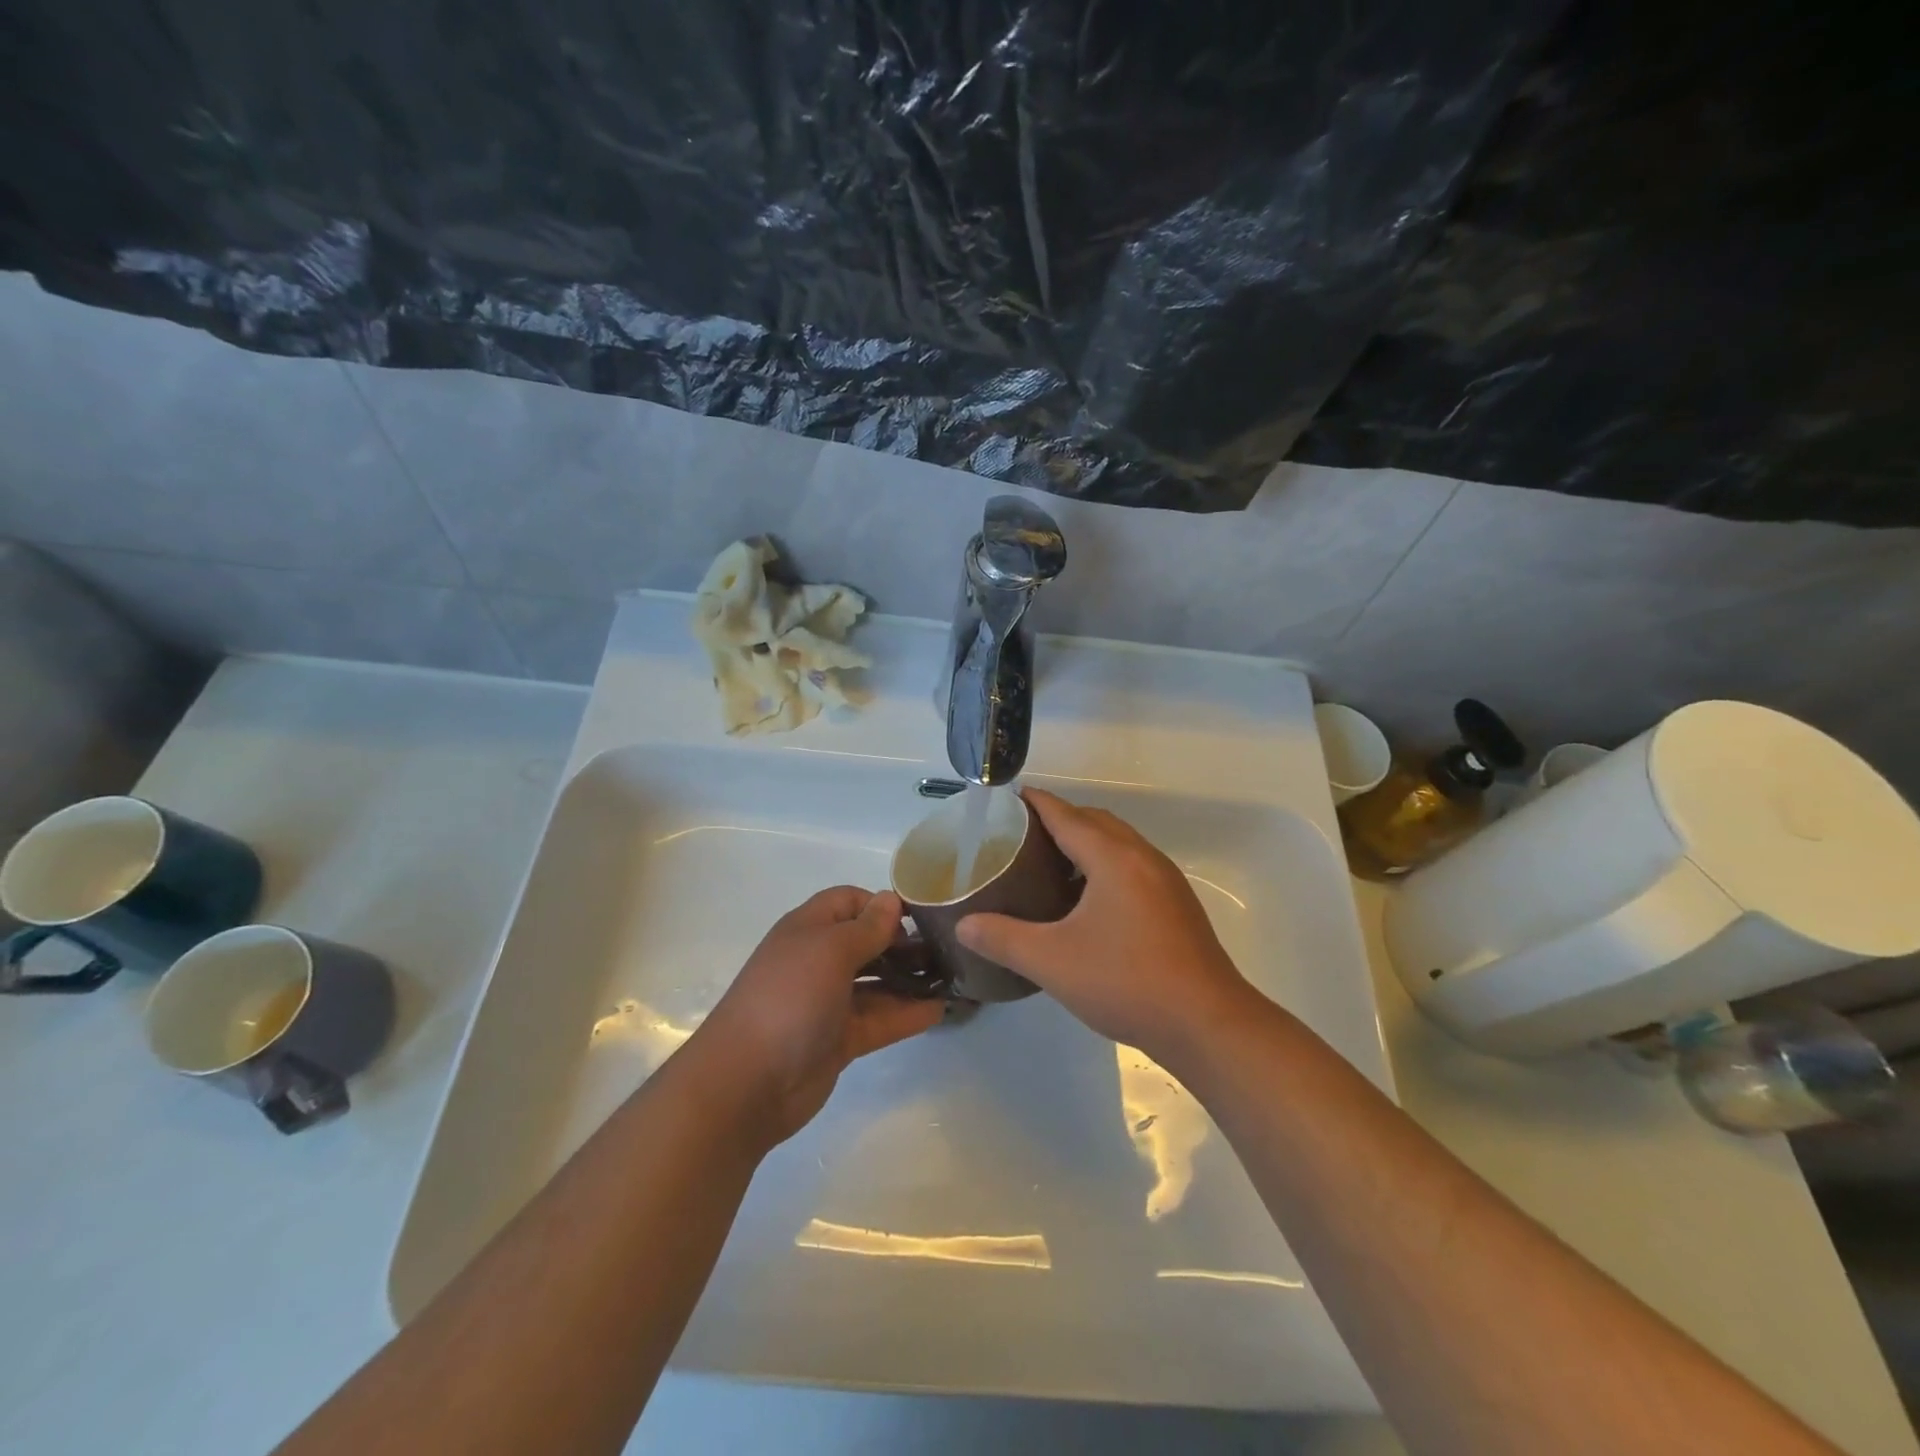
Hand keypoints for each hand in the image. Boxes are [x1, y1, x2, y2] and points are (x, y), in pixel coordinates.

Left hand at [689, 887, 944, 1146]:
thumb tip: (892, 899)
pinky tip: (939, 1010)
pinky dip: (906, 1013)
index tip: (919, 918)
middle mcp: (819, 960)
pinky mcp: (839, 1039)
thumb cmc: (789, 998)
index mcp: (809, 929)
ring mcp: (829, 1002)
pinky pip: (879, 1019)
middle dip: (902, 942)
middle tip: (945, 949)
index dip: (882, 904)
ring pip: (876, 982)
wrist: (746, 1082)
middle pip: (866, 941)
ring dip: (909, 979)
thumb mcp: (830, 951)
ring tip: (951, 978)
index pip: (849, 901)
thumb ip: (867, 927)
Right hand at [957, 789, 1256, 1064]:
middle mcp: (1143, 857)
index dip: (1035, 803)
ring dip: (1085, 843)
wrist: (1206, 1023)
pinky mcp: (1176, 905)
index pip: (1066, 814)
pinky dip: (1105, 865)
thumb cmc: (1127, 982)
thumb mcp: (1053, 961)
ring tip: (1049, 865)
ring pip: (1119, 844)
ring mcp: (1165, 881)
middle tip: (1021, 837)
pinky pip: (1133, 866)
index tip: (1006, 799)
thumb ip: (1003, 939)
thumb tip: (963, 925)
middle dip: (1059, 819)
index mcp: (1113, 858)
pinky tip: (1087, 902)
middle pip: (1095, 822)